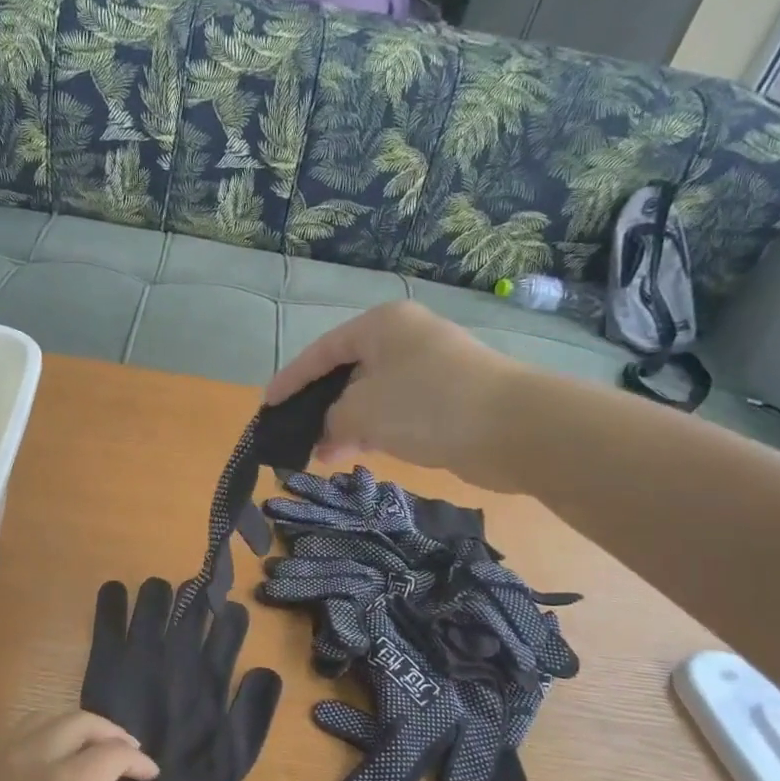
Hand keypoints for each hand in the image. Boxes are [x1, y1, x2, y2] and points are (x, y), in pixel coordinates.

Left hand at [0, 712, 157, 780]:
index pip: (109, 754)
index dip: (136, 760)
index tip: (151, 774)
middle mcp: (28, 758)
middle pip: (78, 722)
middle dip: (111, 731)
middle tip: (130, 750)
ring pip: (45, 717)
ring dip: (77, 724)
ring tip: (93, 746)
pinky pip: (17, 732)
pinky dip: (46, 731)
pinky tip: (49, 757)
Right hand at [264, 301, 528, 487]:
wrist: (513, 428)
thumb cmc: (426, 405)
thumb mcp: (361, 411)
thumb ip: (330, 420)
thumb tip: (326, 433)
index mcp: (381, 326)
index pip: (321, 351)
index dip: (290, 380)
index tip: (266, 406)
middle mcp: (405, 339)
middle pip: (347, 372)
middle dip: (319, 406)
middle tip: (294, 435)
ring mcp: (429, 368)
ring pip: (371, 395)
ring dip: (344, 423)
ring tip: (320, 455)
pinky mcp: (447, 398)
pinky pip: (395, 411)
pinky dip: (372, 430)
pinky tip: (355, 453)